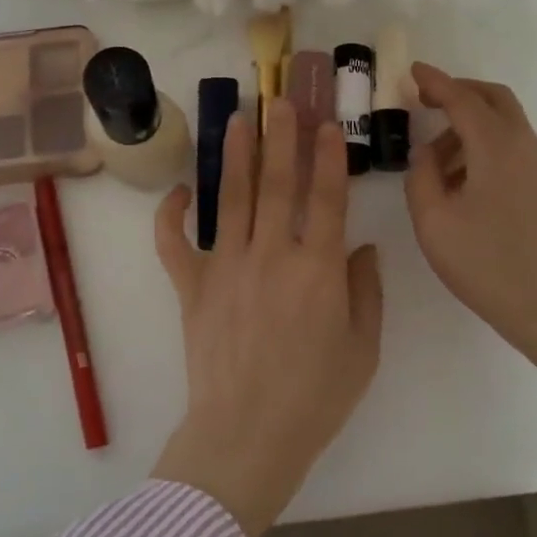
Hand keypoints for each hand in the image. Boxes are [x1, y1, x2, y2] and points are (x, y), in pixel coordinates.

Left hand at [151, 101, 383, 536]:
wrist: (247, 435)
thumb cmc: (315, 397)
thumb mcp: (362, 348)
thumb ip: (365, 291)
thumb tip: (361, 247)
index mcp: (317, 269)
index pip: (326, 198)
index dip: (328, 157)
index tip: (326, 125)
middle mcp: (271, 255)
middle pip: (277, 184)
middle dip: (281, 138)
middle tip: (281, 101)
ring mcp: (226, 267)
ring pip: (231, 199)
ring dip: (236, 156)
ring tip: (238, 119)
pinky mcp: (191, 288)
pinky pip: (174, 244)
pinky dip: (171, 216)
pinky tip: (179, 191)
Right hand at [405, 64, 536, 386]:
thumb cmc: (488, 264)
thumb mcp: (433, 222)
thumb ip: (420, 177)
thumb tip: (426, 154)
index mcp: (496, 147)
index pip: (462, 99)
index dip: (434, 82)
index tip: (411, 72)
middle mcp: (524, 146)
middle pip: (494, 98)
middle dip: (458, 91)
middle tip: (424, 100)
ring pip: (504, 123)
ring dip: (469, 123)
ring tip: (434, 157)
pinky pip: (511, 146)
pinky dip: (483, 144)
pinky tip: (461, 178)